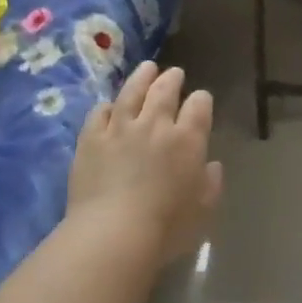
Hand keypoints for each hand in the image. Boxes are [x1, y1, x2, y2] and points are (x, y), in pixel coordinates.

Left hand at [68, 62, 223, 266]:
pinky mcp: (91, 140)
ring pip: (131, 92)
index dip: (202, 100)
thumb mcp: (203, 210)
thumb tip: (211, 165)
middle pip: (164, 91)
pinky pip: (99, 113)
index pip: (199, 106)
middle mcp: (155, 125)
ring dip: (142, 78)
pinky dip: (107, 106)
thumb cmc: (167, 228)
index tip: (201, 100)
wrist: (113, 234)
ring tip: (147, 68)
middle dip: (172, 79)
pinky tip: (109, 106)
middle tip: (175, 73)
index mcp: (187, 139)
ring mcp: (119, 129)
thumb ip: (211, 183)